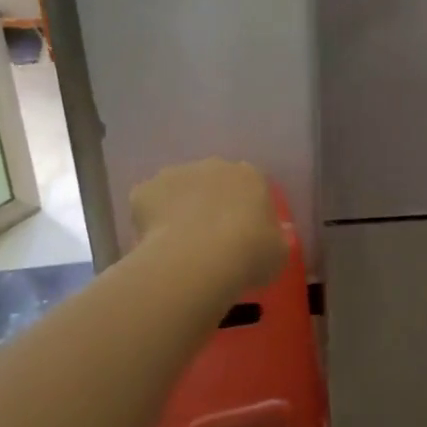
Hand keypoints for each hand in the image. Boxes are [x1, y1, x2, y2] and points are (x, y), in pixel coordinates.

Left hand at [130, 159, 288, 291]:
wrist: (198, 260)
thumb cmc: (249, 255)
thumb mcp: (279, 253)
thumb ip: (278, 238)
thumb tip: (281, 232)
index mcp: (251, 176)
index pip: (251, 185)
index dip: (245, 208)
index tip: (243, 233)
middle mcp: (214, 165)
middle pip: (212, 181)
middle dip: (210, 203)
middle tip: (209, 238)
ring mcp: (176, 174)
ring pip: (178, 189)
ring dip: (179, 207)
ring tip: (180, 244)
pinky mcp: (146, 189)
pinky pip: (148, 203)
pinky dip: (150, 219)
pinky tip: (155, 244)